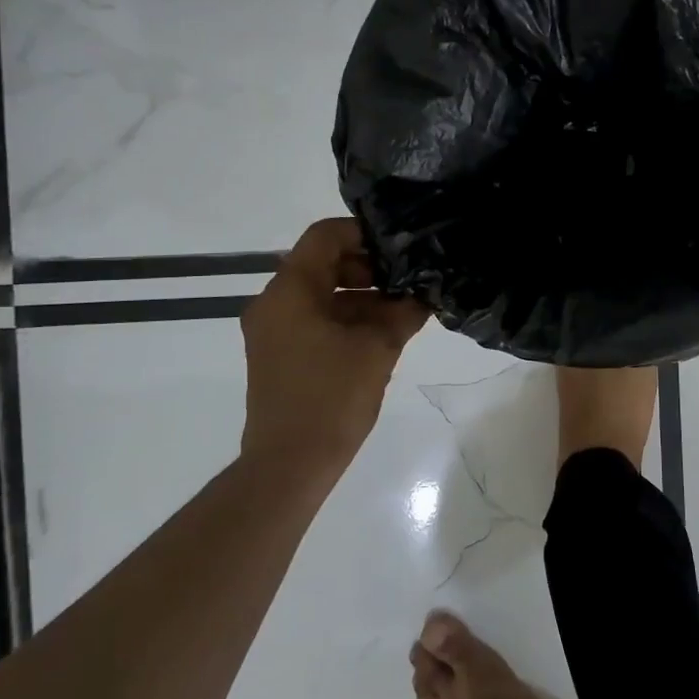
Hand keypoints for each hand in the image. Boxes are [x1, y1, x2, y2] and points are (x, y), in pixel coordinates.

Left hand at [240, 218, 428, 489]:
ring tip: (403, 310)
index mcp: (290, 290)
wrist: (289, 465)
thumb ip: (403, 311)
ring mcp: (273, 329)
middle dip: (368, 267)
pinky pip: (314, 318)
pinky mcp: (279, 353)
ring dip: (361, 295)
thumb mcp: (378, 348)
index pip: (325, 235)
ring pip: (321, 292)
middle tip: (406, 281)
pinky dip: (346, 317)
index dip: (364, 233)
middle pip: (322, 262)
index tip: (399, 249)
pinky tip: (382, 332)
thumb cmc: (332, 398)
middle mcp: (273, 302)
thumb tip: (425, 291)